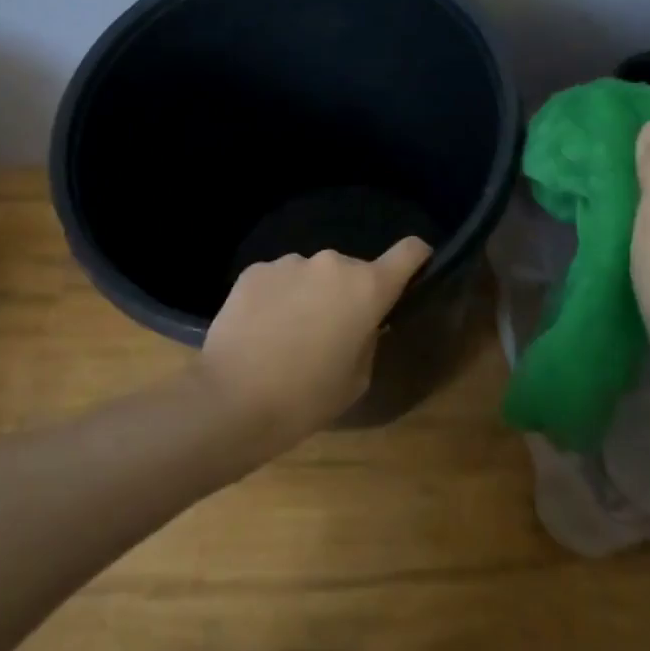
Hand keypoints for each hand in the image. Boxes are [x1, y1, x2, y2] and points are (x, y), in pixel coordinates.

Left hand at [198, 237, 431, 448]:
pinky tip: (260, 330)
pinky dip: (277, 297)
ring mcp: (289, 262)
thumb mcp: (357, 378)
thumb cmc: (306, 397)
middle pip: (352, 271)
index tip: (415, 270)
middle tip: (330, 332)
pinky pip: (278, 280)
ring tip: (287, 336)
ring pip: (311, 275)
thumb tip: (360, 322)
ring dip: (309, 295)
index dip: (416, 258)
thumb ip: (367, 339)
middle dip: (347, 294)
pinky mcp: (254, 269)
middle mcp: (331, 263)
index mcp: (366, 287)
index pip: (409, 252)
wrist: (232, 399)